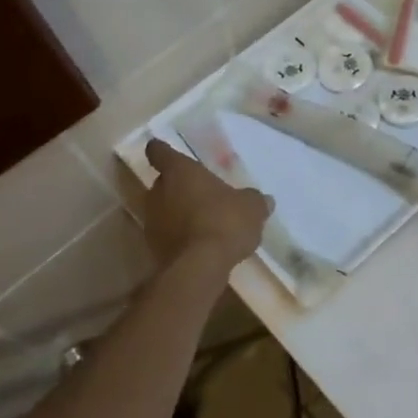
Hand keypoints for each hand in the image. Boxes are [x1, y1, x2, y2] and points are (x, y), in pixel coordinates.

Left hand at [141, 139, 270, 272]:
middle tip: (201, 195)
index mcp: (180, 172)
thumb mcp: (251, 208)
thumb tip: (265, 200)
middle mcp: (159, 191)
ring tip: (203, 223)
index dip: (161, 150)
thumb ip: (255, 201)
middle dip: (178, 188)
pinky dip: (178, 237)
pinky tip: (199, 245)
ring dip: (178, 213)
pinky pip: (167, 235)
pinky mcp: (153, 248)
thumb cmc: (224, 222)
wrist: (200, 267)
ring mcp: (152, 221)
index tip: (162, 151)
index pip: (159, 152)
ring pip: (163, 210)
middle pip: (163, 183)